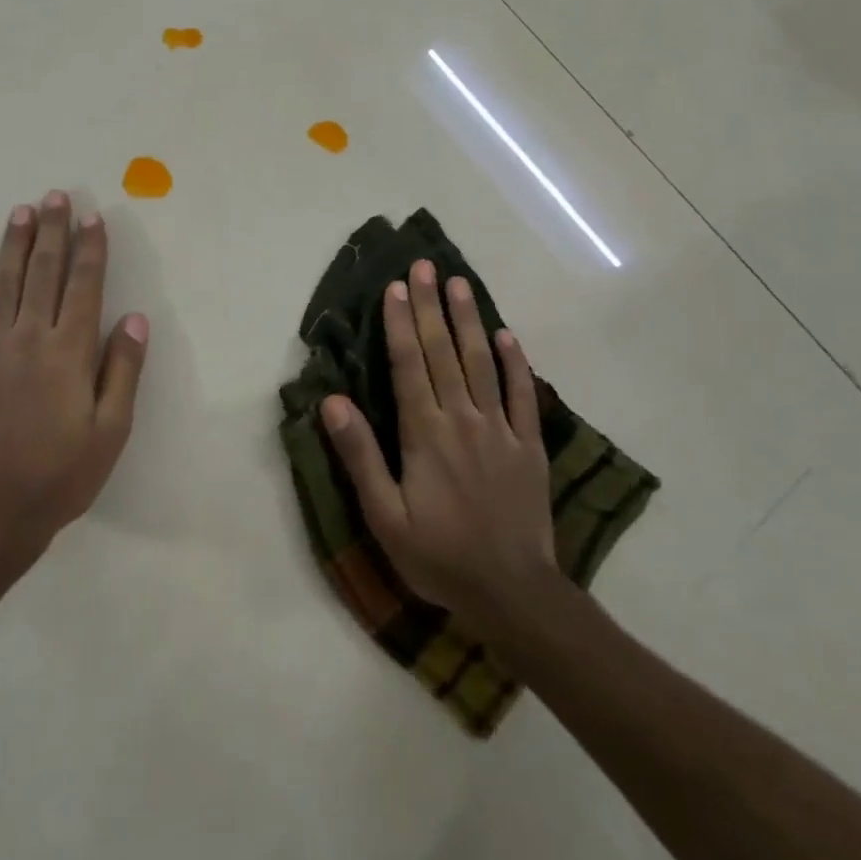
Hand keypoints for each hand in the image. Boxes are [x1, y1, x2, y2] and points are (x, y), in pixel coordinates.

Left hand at [0, 190, 148, 562]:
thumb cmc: (61, 474)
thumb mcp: (111, 430)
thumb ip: (122, 370)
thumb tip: (134, 318)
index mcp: (68, 353)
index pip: (83, 286)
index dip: (90, 249)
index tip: (92, 218)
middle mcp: (28, 339)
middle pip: (41, 273)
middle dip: (51, 232)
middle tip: (55, 196)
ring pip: (2, 283)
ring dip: (13, 244)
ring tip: (22, 212)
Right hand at [321, 259, 555, 628]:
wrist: (512, 592)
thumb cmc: (438, 556)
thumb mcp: (384, 517)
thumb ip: (360, 456)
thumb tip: (331, 402)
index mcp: (424, 434)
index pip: (409, 365)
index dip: (400, 324)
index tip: (394, 288)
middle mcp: (462, 419)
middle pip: (444, 352)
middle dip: (430, 306)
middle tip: (424, 266)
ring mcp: (500, 429)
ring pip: (482, 363)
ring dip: (469, 320)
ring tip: (459, 283)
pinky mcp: (528, 445)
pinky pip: (523, 395)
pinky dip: (515, 363)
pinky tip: (506, 335)